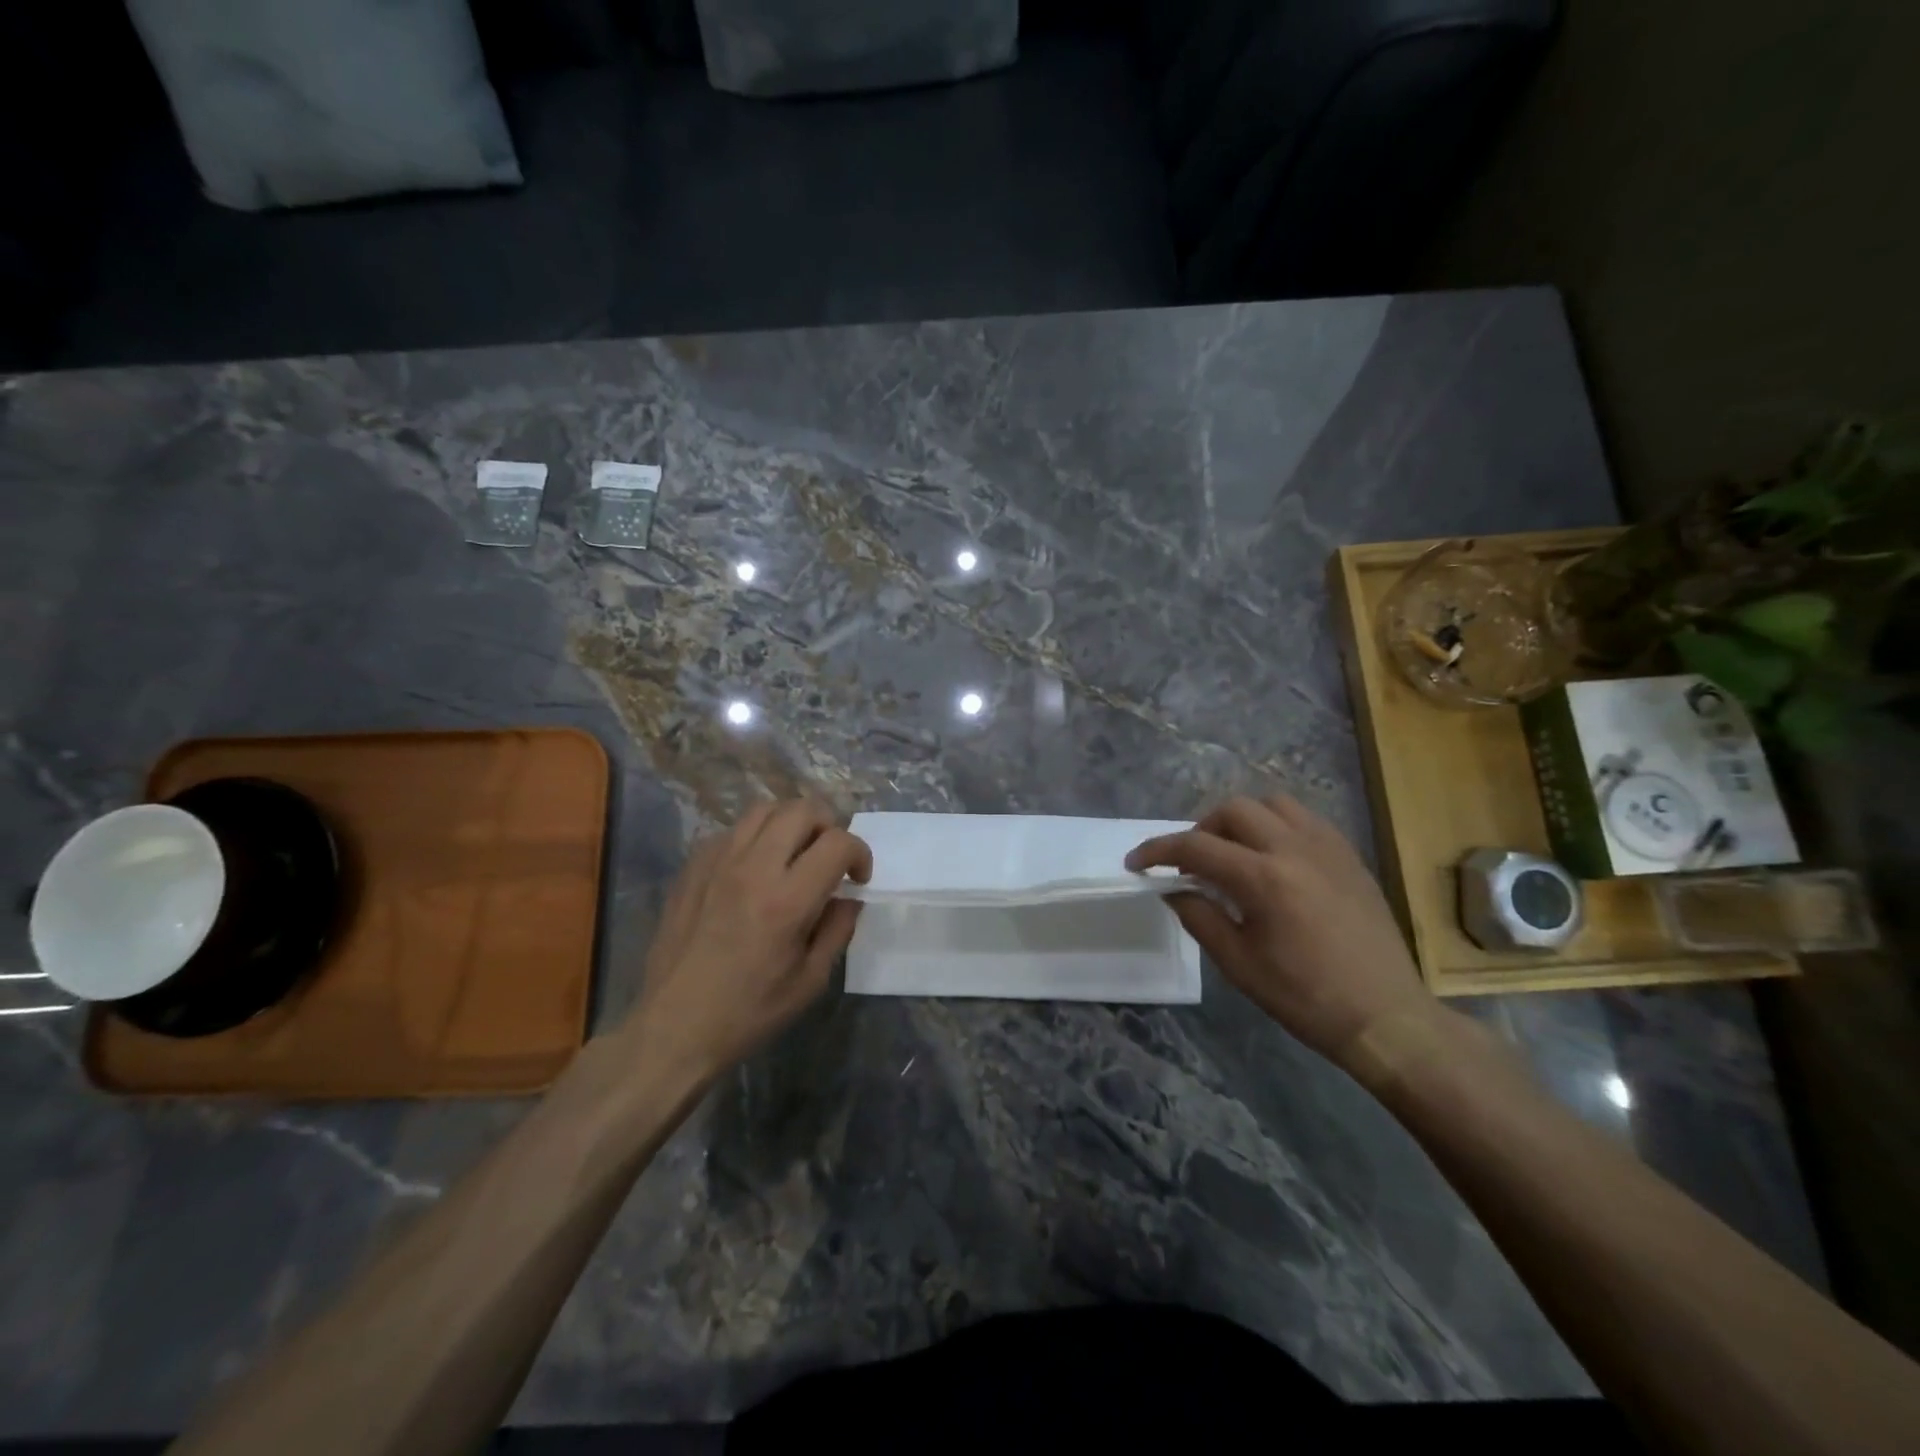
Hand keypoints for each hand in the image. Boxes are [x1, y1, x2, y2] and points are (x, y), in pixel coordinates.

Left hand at [623, 799, 871, 1085]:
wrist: (673, 1027)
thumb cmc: (749, 1012)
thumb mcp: (810, 981)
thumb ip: (837, 929)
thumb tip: (848, 897)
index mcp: (787, 901)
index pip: (837, 843)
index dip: (859, 853)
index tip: (857, 878)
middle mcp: (752, 869)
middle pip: (801, 809)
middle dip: (829, 825)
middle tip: (829, 857)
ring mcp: (717, 863)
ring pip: (764, 809)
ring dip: (791, 823)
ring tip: (794, 853)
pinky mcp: (692, 867)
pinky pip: (732, 830)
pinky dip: (755, 837)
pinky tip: (755, 868)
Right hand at [1127, 794, 1433, 1067]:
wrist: (1385, 1016)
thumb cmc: (1305, 997)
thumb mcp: (1239, 964)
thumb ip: (1199, 917)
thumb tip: (1172, 890)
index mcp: (1264, 879)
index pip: (1196, 846)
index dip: (1158, 851)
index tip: (1136, 863)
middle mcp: (1294, 849)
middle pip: (1233, 810)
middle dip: (1201, 830)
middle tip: (1191, 864)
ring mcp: (1327, 847)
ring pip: (1271, 804)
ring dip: (1241, 821)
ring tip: (1233, 853)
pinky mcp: (1348, 856)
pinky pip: (1304, 819)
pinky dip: (1276, 826)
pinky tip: (1273, 858)